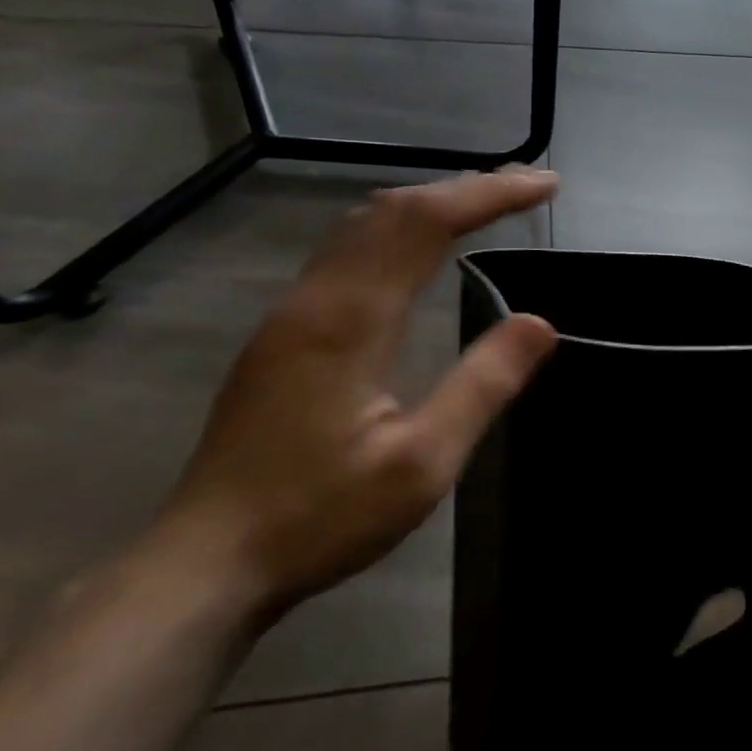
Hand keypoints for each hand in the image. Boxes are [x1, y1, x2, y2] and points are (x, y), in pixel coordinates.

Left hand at [150, 170, 560, 622]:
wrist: (206, 563)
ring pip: (363, 225)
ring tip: (484, 205)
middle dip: (464, 187)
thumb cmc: (319, 517)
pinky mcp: (283, 334)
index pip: (427, 222)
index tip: (545, 186)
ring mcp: (291, 313)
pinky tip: (417, 251)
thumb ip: (483, 385)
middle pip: (393, 210)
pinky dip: (398, 229)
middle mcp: (315, 298)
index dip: (490, 194)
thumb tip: (541, 323)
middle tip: (526, 187)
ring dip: (429, 203)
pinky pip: (347, 251)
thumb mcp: (422, 463)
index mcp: (350, 318)